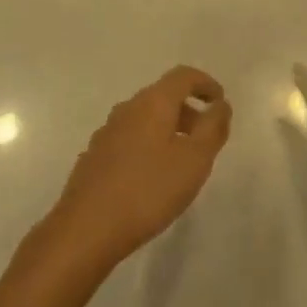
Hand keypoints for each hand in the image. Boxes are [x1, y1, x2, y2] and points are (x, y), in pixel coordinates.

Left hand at [42, 66, 231, 273]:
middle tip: (206, 137)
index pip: (183, 76)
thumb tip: (221, 105)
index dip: (205, 83)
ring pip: (145, 119)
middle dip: (188, 110)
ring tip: (181, 162)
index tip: (220, 101)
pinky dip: (148, 146)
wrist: (85, 230)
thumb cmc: (148, 190)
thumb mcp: (194, 161)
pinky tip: (151, 178)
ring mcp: (107, 132)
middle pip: (163, 96)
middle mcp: (128, 108)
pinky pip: (130, 139)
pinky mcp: (94, 157)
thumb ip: (213, 128)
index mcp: (153, 102)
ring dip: (168, 130)